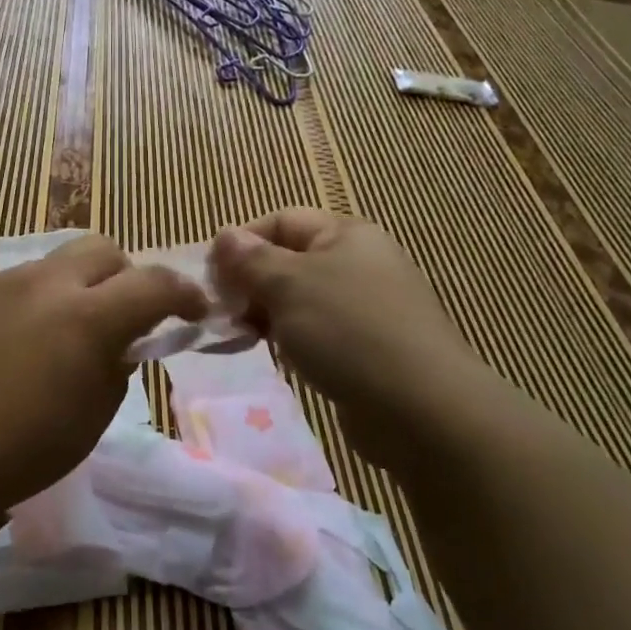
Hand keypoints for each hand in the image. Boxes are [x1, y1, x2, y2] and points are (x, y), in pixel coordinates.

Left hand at [0, 235, 206, 521]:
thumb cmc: (14, 451)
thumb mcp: (89, 421)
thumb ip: (115, 371)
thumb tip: (119, 346)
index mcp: (88, 318)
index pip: (155, 283)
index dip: (185, 293)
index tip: (195, 312)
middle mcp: (50, 283)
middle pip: (106, 248)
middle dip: (130, 276)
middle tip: (128, 317)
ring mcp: (6, 282)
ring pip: (63, 259)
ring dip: (85, 284)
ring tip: (75, 329)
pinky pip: (26, 279)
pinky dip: (46, 296)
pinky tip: (29, 338)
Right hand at [209, 210, 483, 459]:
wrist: (421, 408)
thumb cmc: (347, 331)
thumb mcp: (289, 285)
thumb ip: (251, 260)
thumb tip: (224, 235)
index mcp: (346, 234)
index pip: (280, 221)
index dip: (241, 242)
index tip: (209, 276)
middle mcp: (359, 262)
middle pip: (289, 260)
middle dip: (250, 282)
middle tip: (219, 312)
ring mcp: (366, 306)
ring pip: (300, 299)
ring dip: (265, 313)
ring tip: (240, 336)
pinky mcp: (367, 346)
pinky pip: (316, 331)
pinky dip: (290, 338)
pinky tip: (273, 356)